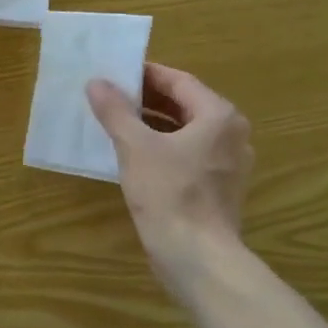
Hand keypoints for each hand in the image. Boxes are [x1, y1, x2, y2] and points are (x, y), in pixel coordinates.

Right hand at [86, 62, 253, 281]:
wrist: (196, 255)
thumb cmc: (169, 192)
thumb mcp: (135, 146)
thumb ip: (115, 111)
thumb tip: (96, 83)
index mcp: (218, 117)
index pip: (179, 81)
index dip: (145, 74)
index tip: (114, 72)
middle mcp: (231, 134)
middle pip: (185, 105)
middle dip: (147, 98)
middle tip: (110, 94)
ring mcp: (228, 163)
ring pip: (186, 131)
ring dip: (152, 123)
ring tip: (116, 120)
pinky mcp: (218, 187)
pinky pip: (188, 154)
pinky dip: (162, 146)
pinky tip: (133, 154)